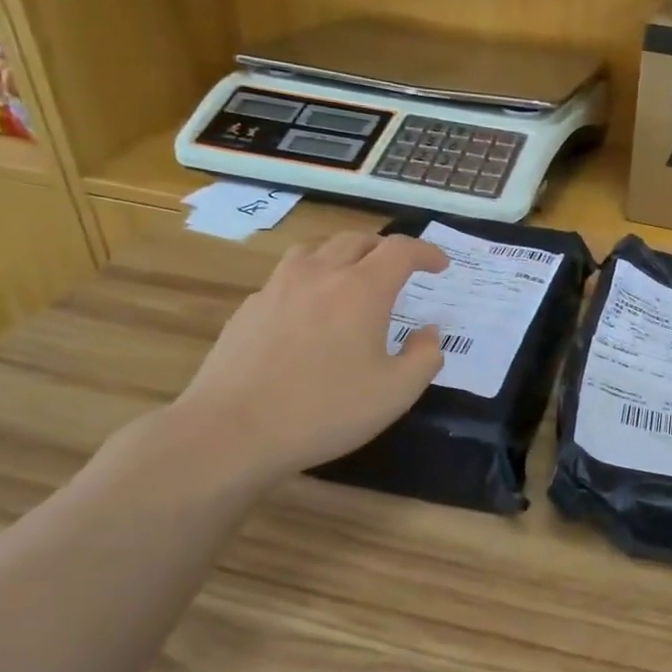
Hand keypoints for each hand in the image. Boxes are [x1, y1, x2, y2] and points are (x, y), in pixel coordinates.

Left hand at [164, 232, 447, 487]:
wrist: (232, 431)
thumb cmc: (325, 411)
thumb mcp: (396, 393)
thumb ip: (425, 357)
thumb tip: (429, 332)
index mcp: (361, 289)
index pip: (400, 250)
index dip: (425, 252)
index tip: (440, 265)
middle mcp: (319, 275)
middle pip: (356, 239)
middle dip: (385, 248)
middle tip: (400, 269)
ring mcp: (278, 288)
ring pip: (315, 249)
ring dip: (343, 253)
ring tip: (353, 275)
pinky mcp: (249, 309)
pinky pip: (287, 277)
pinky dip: (310, 279)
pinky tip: (310, 310)